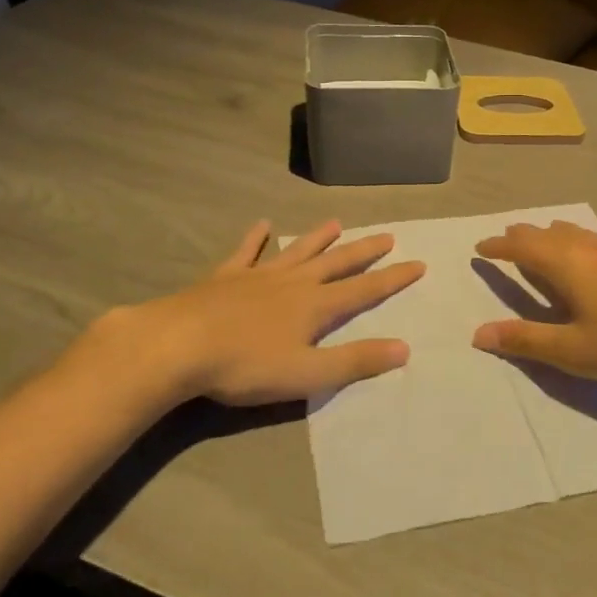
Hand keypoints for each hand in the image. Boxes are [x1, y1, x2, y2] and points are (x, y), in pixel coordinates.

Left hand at [67, 220, 423, 413]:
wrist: (177, 346)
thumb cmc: (245, 365)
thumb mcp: (307, 374)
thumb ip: (355, 362)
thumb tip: (404, 348)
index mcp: (315, 306)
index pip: (365, 289)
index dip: (394, 278)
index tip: (419, 263)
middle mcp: (293, 282)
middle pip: (336, 263)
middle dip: (365, 251)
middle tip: (388, 236)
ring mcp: (258, 276)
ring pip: (297, 251)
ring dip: (319, 238)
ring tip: (337, 222)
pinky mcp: (225, 277)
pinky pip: (246, 252)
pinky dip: (256, 238)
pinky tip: (262, 224)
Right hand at [473, 220, 596, 381]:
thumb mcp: (570, 349)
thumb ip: (525, 340)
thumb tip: (478, 334)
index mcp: (564, 264)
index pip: (522, 247)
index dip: (499, 246)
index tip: (480, 247)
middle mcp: (585, 249)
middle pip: (546, 233)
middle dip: (522, 236)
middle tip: (506, 240)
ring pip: (572, 232)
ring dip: (549, 235)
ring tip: (542, 240)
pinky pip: (591, 239)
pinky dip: (574, 240)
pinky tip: (587, 256)